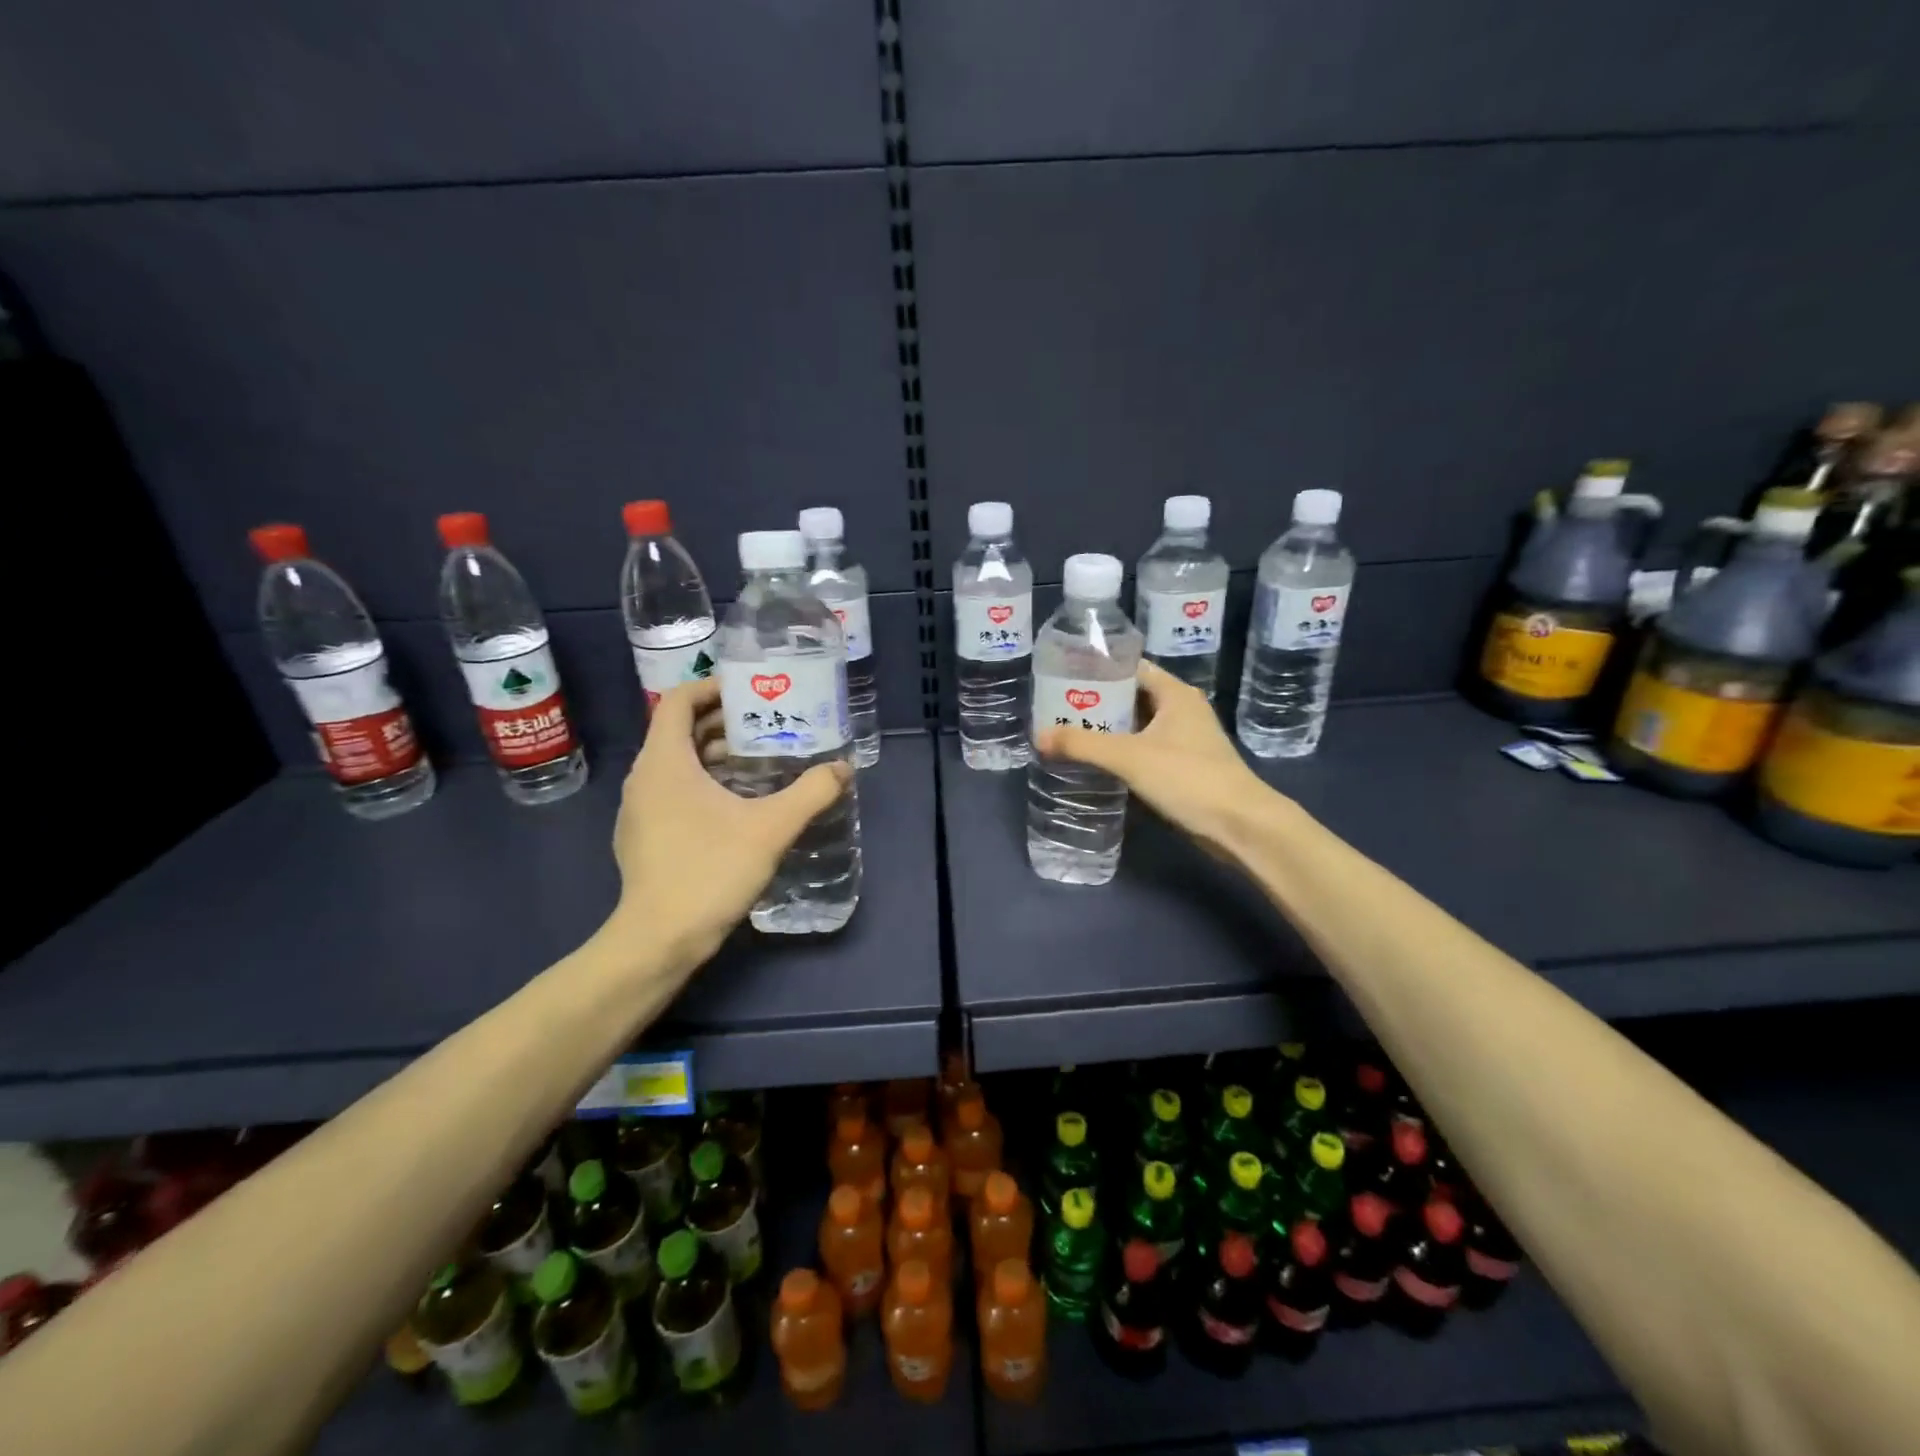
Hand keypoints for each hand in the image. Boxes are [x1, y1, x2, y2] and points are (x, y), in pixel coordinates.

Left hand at [609, 679, 851, 965]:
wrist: (660, 939)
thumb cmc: (711, 870)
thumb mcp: (772, 828)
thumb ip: (811, 792)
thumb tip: (843, 769)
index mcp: (665, 761)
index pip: (679, 701)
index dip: (713, 688)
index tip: (750, 691)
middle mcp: (643, 778)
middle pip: (678, 731)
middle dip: (722, 722)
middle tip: (765, 724)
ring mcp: (637, 810)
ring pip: (674, 764)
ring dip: (712, 755)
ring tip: (757, 762)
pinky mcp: (641, 836)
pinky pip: (670, 792)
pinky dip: (700, 783)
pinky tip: (734, 806)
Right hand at [1035, 661, 1279, 862]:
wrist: (1240, 825)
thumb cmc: (1188, 778)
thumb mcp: (1129, 757)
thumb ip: (1082, 745)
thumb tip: (1038, 736)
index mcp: (1174, 694)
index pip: (1131, 667)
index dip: (1098, 669)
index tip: (1063, 676)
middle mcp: (1181, 710)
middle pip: (1132, 696)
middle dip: (1097, 702)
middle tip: (1057, 708)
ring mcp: (1185, 740)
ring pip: (1138, 726)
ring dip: (1109, 730)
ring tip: (1069, 733)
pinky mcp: (1185, 767)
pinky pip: (1145, 750)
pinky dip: (1122, 752)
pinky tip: (1097, 763)